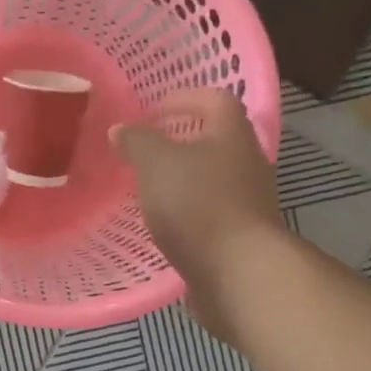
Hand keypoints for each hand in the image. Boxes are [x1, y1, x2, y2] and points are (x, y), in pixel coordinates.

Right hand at [112, 89, 284, 343]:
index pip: (214, 99)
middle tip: (144, 148)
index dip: (183, 98)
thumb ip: (137, 141)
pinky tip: (162, 221)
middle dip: (180, 140)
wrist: (239, 272)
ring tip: (147, 186)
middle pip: (215, 138)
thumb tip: (121, 129)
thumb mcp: (156, 163)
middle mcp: (247, 162)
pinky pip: (211, 210)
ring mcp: (249, 200)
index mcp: (231, 134)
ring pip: (212, 176)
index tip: (151, 111)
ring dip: (182, 177)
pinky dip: (187, 209)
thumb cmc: (198, 204)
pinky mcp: (241, 234)